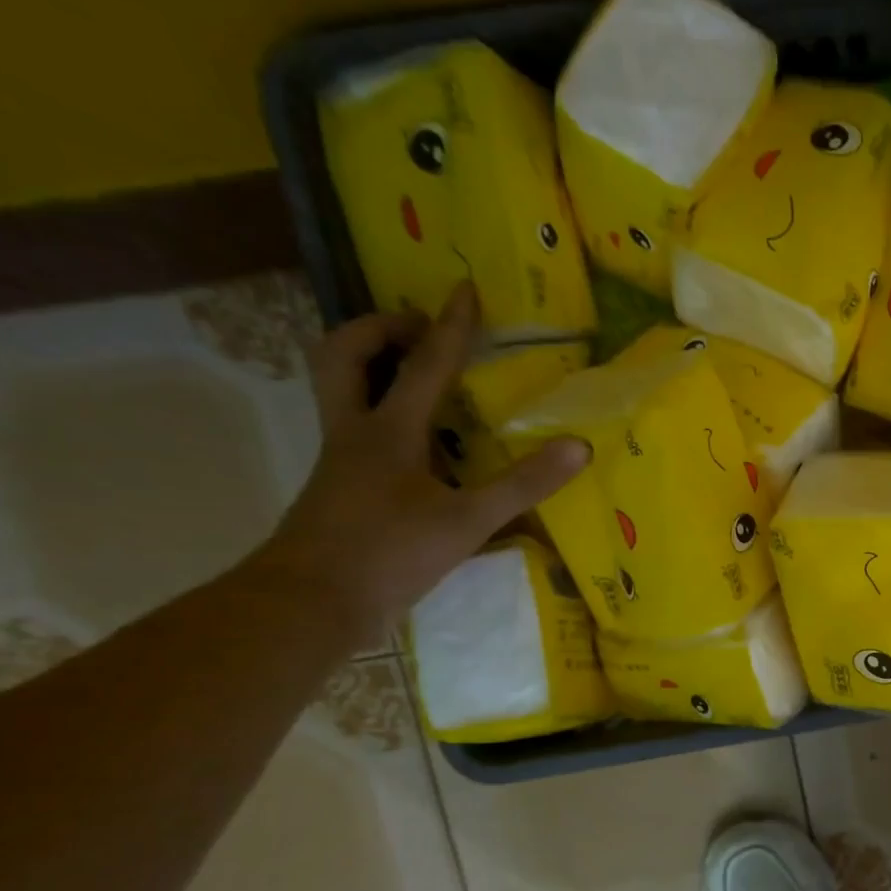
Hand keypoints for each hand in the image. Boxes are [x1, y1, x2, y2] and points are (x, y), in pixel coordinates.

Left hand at [257, 282, 587, 650]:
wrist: (312, 602)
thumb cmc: (389, 554)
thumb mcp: (467, 521)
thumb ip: (523, 483)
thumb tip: (578, 447)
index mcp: (387, 431)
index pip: (424, 365)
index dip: (449, 326)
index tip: (463, 289)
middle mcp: (354, 432)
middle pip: (342, 354)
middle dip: (377, 328)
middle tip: (417, 328)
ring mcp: (341, 460)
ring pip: (339, 388)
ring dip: (370, 365)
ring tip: (417, 374)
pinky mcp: (340, 487)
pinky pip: (355, 427)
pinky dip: (381, 412)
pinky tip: (419, 443)